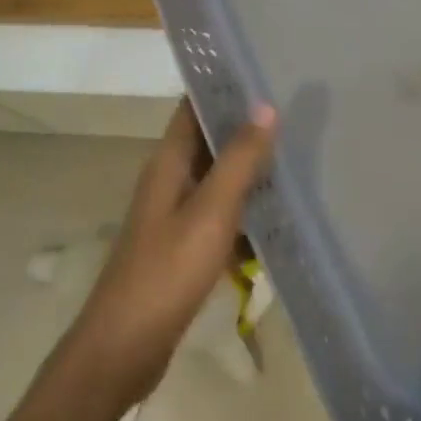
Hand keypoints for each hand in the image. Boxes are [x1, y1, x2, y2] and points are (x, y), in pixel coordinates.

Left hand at [67, 99, 276, 405]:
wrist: (124, 348)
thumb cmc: (167, 272)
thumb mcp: (210, 212)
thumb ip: (239, 159)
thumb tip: (265, 106)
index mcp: (169, 161)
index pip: (194, 105)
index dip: (224, 86)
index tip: (265, 71)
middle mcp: (169, 178)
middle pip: (209, 139)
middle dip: (246, 127)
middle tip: (295, 113)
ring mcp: (175, 214)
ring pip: (217, 177)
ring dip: (249, 169)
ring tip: (296, 156)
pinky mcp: (183, 246)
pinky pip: (219, 214)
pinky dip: (244, 209)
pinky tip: (277, 216)